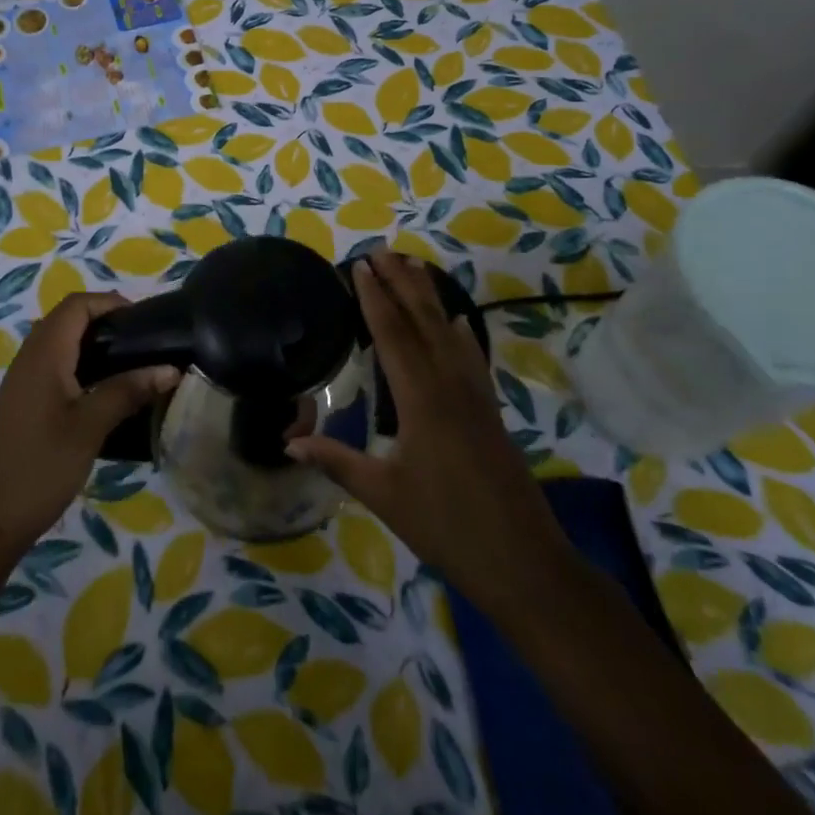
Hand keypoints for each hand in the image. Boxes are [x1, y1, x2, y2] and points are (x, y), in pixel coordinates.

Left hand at [0, 292, 177, 551]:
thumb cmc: (41, 465)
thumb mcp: (90, 426)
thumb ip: (128, 391)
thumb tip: (170, 369)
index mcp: (44, 353)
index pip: (77, 305)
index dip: (110, 303)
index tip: (145, 320)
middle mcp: (30, 356)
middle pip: (68, 318)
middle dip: (106, 320)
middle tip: (143, 342)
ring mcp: (24, 379)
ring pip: (61, 342)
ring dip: (94, 343)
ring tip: (132, 363)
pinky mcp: (24, 400)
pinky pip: (55, 364)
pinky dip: (82, 364)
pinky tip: (105, 391)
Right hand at [287, 250, 576, 613]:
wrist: (524, 562)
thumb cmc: (447, 528)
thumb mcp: (384, 496)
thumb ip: (337, 462)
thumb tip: (290, 443)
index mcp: (421, 401)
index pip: (393, 336)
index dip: (374, 298)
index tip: (360, 266)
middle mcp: (451, 387)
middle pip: (423, 322)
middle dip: (401, 284)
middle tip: (381, 252)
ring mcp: (476, 397)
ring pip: (449, 333)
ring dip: (429, 298)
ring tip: (413, 268)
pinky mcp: (490, 412)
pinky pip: (471, 357)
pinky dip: (459, 332)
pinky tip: (455, 321)